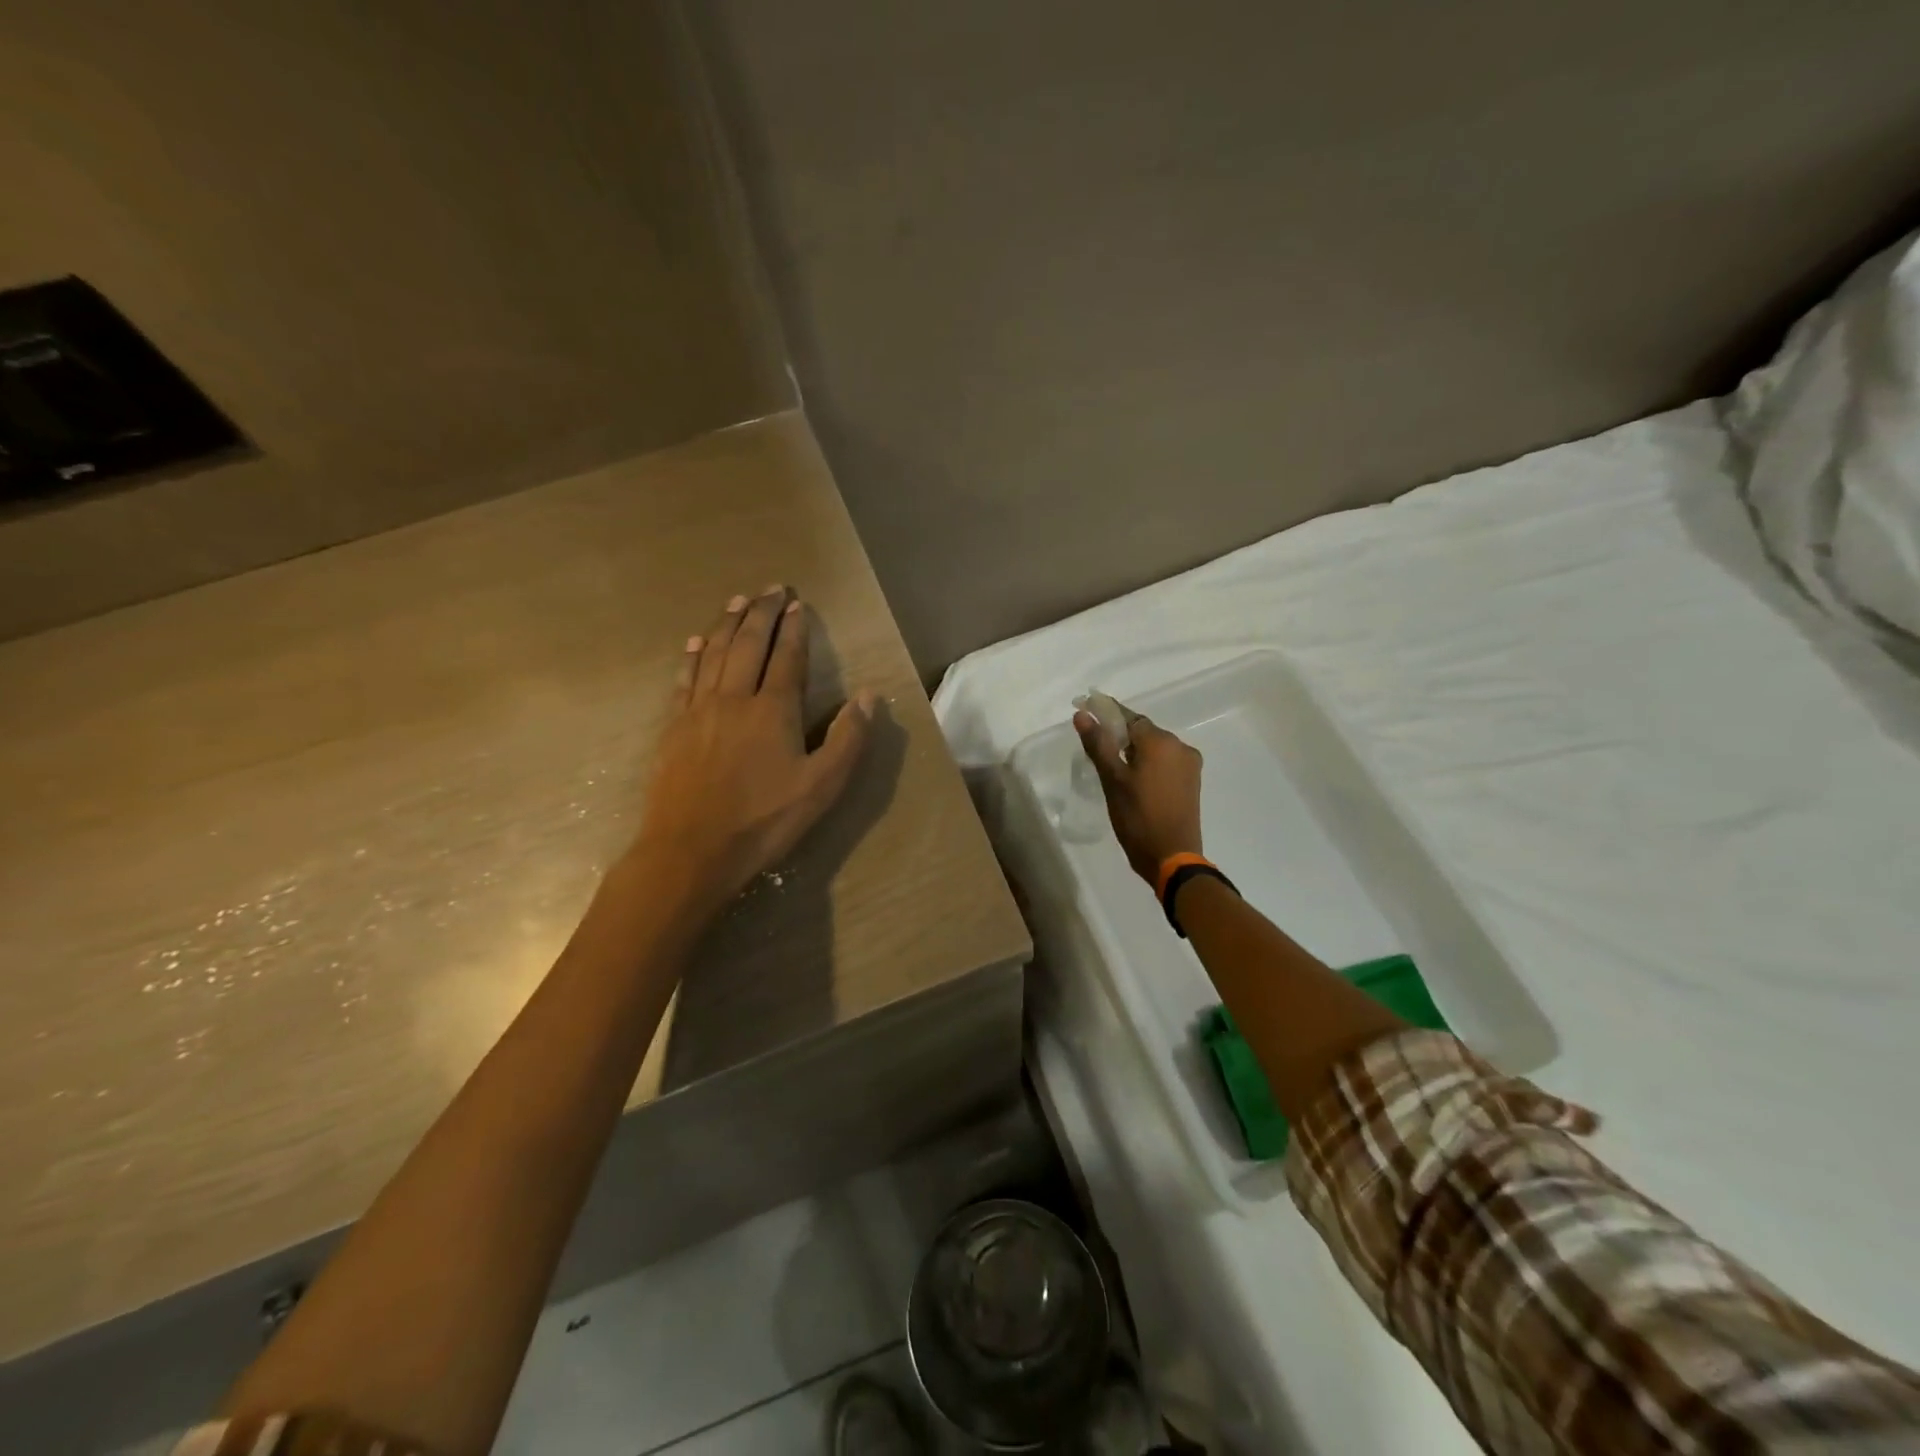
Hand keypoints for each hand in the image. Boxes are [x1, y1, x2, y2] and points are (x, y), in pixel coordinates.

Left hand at [632, 587, 873, 913]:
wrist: (690, 850)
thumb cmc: (764, 820)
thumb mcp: (822, 786)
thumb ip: (847, 738)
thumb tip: (868, 696)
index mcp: (773, 710)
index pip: (787, 657)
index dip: (794, 628)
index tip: (798, 603)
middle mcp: (734, 698)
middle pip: (748, 644)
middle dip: (761, 613)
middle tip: (771, 588)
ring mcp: (699, 710)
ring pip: (713, 653)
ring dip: (727, 623)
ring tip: (737, 601)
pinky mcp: (674, 727)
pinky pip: (684, 679)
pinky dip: (692, 656)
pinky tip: (695, 643)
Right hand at [1073, 706, 1203, 885]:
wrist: (1172, 857)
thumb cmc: (1138, 817)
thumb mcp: (1112, 780)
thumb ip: (1098, 744)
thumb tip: (1082, 715)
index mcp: (1161, 742)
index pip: (1129, 717)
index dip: (1107, 715)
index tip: (1086, 713)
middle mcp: (1180, 747)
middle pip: (1143, 732)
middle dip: (1120, 736)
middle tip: (1096, 750)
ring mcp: (1189, 765)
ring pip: (1155, 748)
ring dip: (1134, 752)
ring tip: (1113, 769)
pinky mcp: (1192, 782)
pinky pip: (1165, 763)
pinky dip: (1148, 765)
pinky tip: (1134, 780)